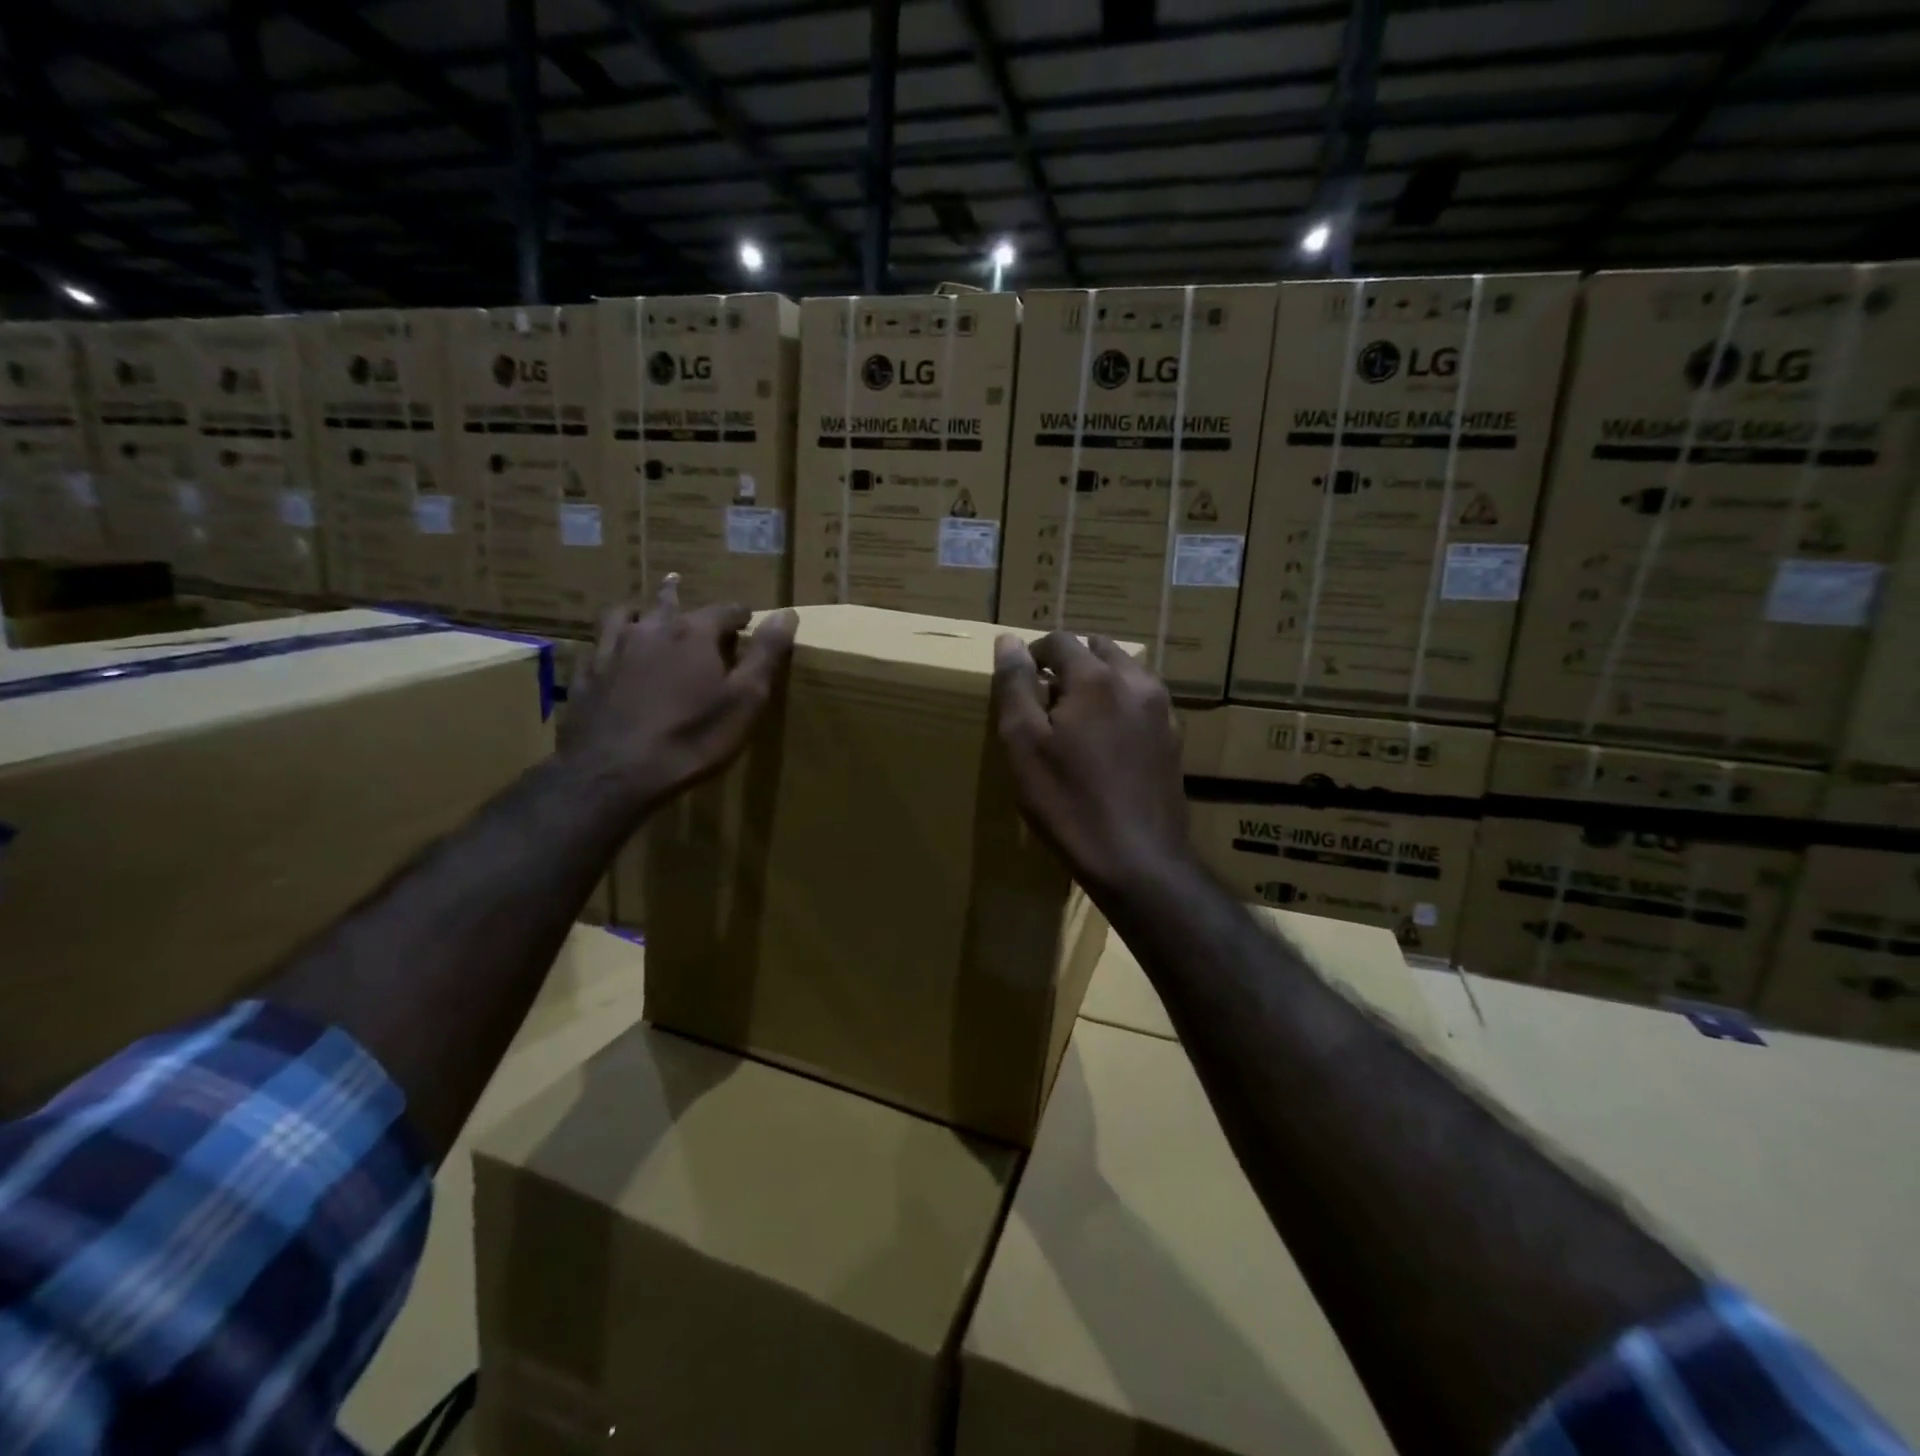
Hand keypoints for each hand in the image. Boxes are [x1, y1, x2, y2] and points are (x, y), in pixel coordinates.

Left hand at [559, 575, 797, 813]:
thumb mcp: (746, 699)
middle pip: (670, 602)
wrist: (615, 772)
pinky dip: (609, 641)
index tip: (749, 622)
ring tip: (644, 612)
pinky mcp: (586, 674)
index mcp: (694, 633)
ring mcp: (612, 649)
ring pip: (625, 614)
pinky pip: (596, 644)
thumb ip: (766, 654)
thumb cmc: (693, 737)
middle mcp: (651, 629)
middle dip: (682, 597)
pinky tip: (609, 651)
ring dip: (640, 610)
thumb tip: (786, 613)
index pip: (725, 610)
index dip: (740, 615)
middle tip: (685, 589)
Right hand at [991, 631, 1191, 899]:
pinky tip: (1107, 742)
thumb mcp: (1024, 745)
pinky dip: (1121, 705)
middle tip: (1046, 697)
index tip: (1018, 680)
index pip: (1059, 641)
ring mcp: (1162, 711)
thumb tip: (1009, 641)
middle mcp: (1136, 682)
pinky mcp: (1174, 739)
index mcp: (1096, 678)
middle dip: (1070, 663)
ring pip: (1126, 673)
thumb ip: (1015, 686)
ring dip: (1099, 681)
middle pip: (1099, 649)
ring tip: (1076, 719)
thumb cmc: (1068, 802)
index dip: (1033, 654)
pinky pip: (1143, 702)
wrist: (1137, 859)